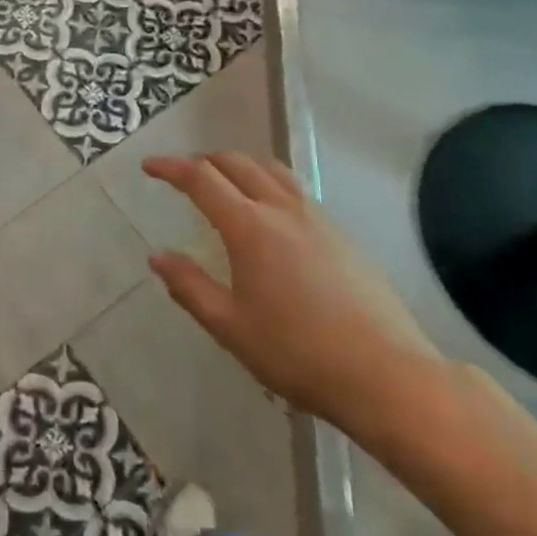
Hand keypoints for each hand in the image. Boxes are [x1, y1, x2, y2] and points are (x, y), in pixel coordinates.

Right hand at [144, 153, 446, 444]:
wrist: (387, 374)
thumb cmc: (298, 353)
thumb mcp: (230, 327)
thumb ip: (190, 287)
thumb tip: (158, 256)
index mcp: (249, 227)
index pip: (201, 179)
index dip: (170, 168)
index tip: (149, 166)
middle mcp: (282, 210)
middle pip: (238, 163)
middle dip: (205, 161)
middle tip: (184, 175)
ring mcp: (318, 219)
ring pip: (272, 170)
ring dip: (241, 166)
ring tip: (226, 182)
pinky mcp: (343, 235)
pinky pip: (296, 191)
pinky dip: (270, 184)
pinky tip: (271, 216)